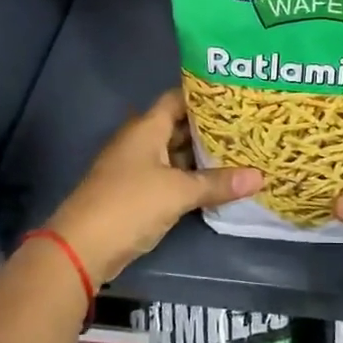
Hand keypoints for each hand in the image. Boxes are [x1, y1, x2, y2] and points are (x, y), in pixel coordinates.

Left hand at [42, 88, 260, 284]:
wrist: (82, 247)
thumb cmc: (130, 204)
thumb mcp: (179, 192)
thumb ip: (217, 183)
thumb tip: (260, 176)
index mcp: (147, 127)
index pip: (178, 98)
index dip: (205, 95)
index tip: (236, 96)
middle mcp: (140, 141)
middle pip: (178, 126)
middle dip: (210, 128)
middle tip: (247, 126)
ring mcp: (136, 167)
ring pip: (175, 154)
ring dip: (201, 156)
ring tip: (240, 152)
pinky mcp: (136, 192)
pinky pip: (169, 176)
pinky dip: (190, 177)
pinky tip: (216, 182)